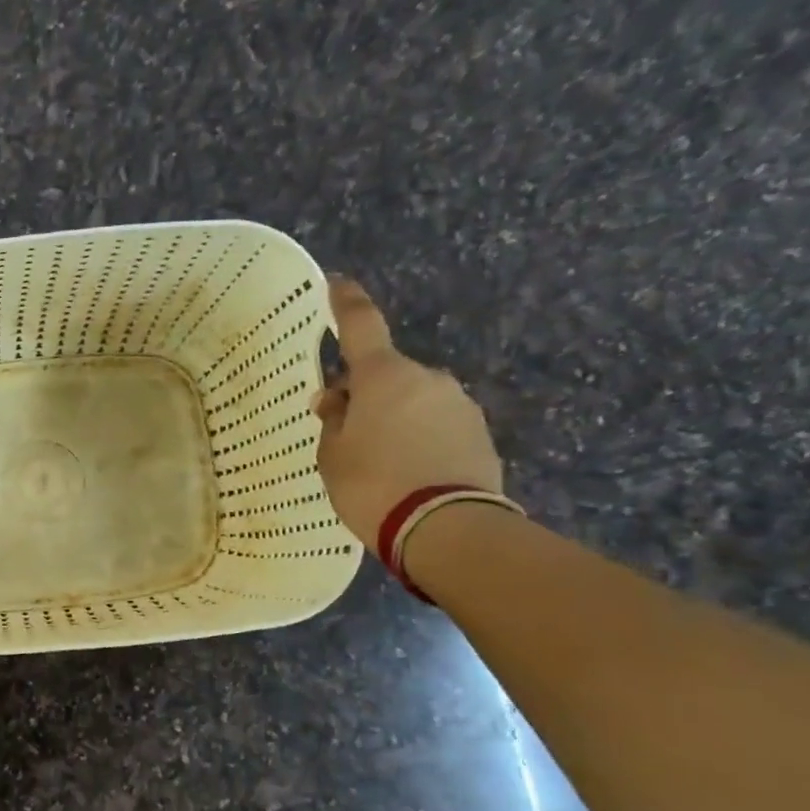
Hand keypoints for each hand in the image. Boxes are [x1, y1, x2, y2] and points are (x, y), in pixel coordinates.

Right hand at [313, 277, 505, 544]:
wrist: (444, 526)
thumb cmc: (371, 484)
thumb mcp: (331, 455)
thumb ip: (332, 420)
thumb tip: (336, 399)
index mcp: (384, 376)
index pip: (361, 326)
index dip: (346, 303)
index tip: (337, 284)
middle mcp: (426, 378)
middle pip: (386, 374)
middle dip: (364, 392)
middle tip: (341, 428)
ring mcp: (459, 404)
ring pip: (412, 400)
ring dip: (392, 417)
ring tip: (374, 460)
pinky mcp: (478, 433)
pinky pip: (435, 424)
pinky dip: (417, 437)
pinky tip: (403, 470)